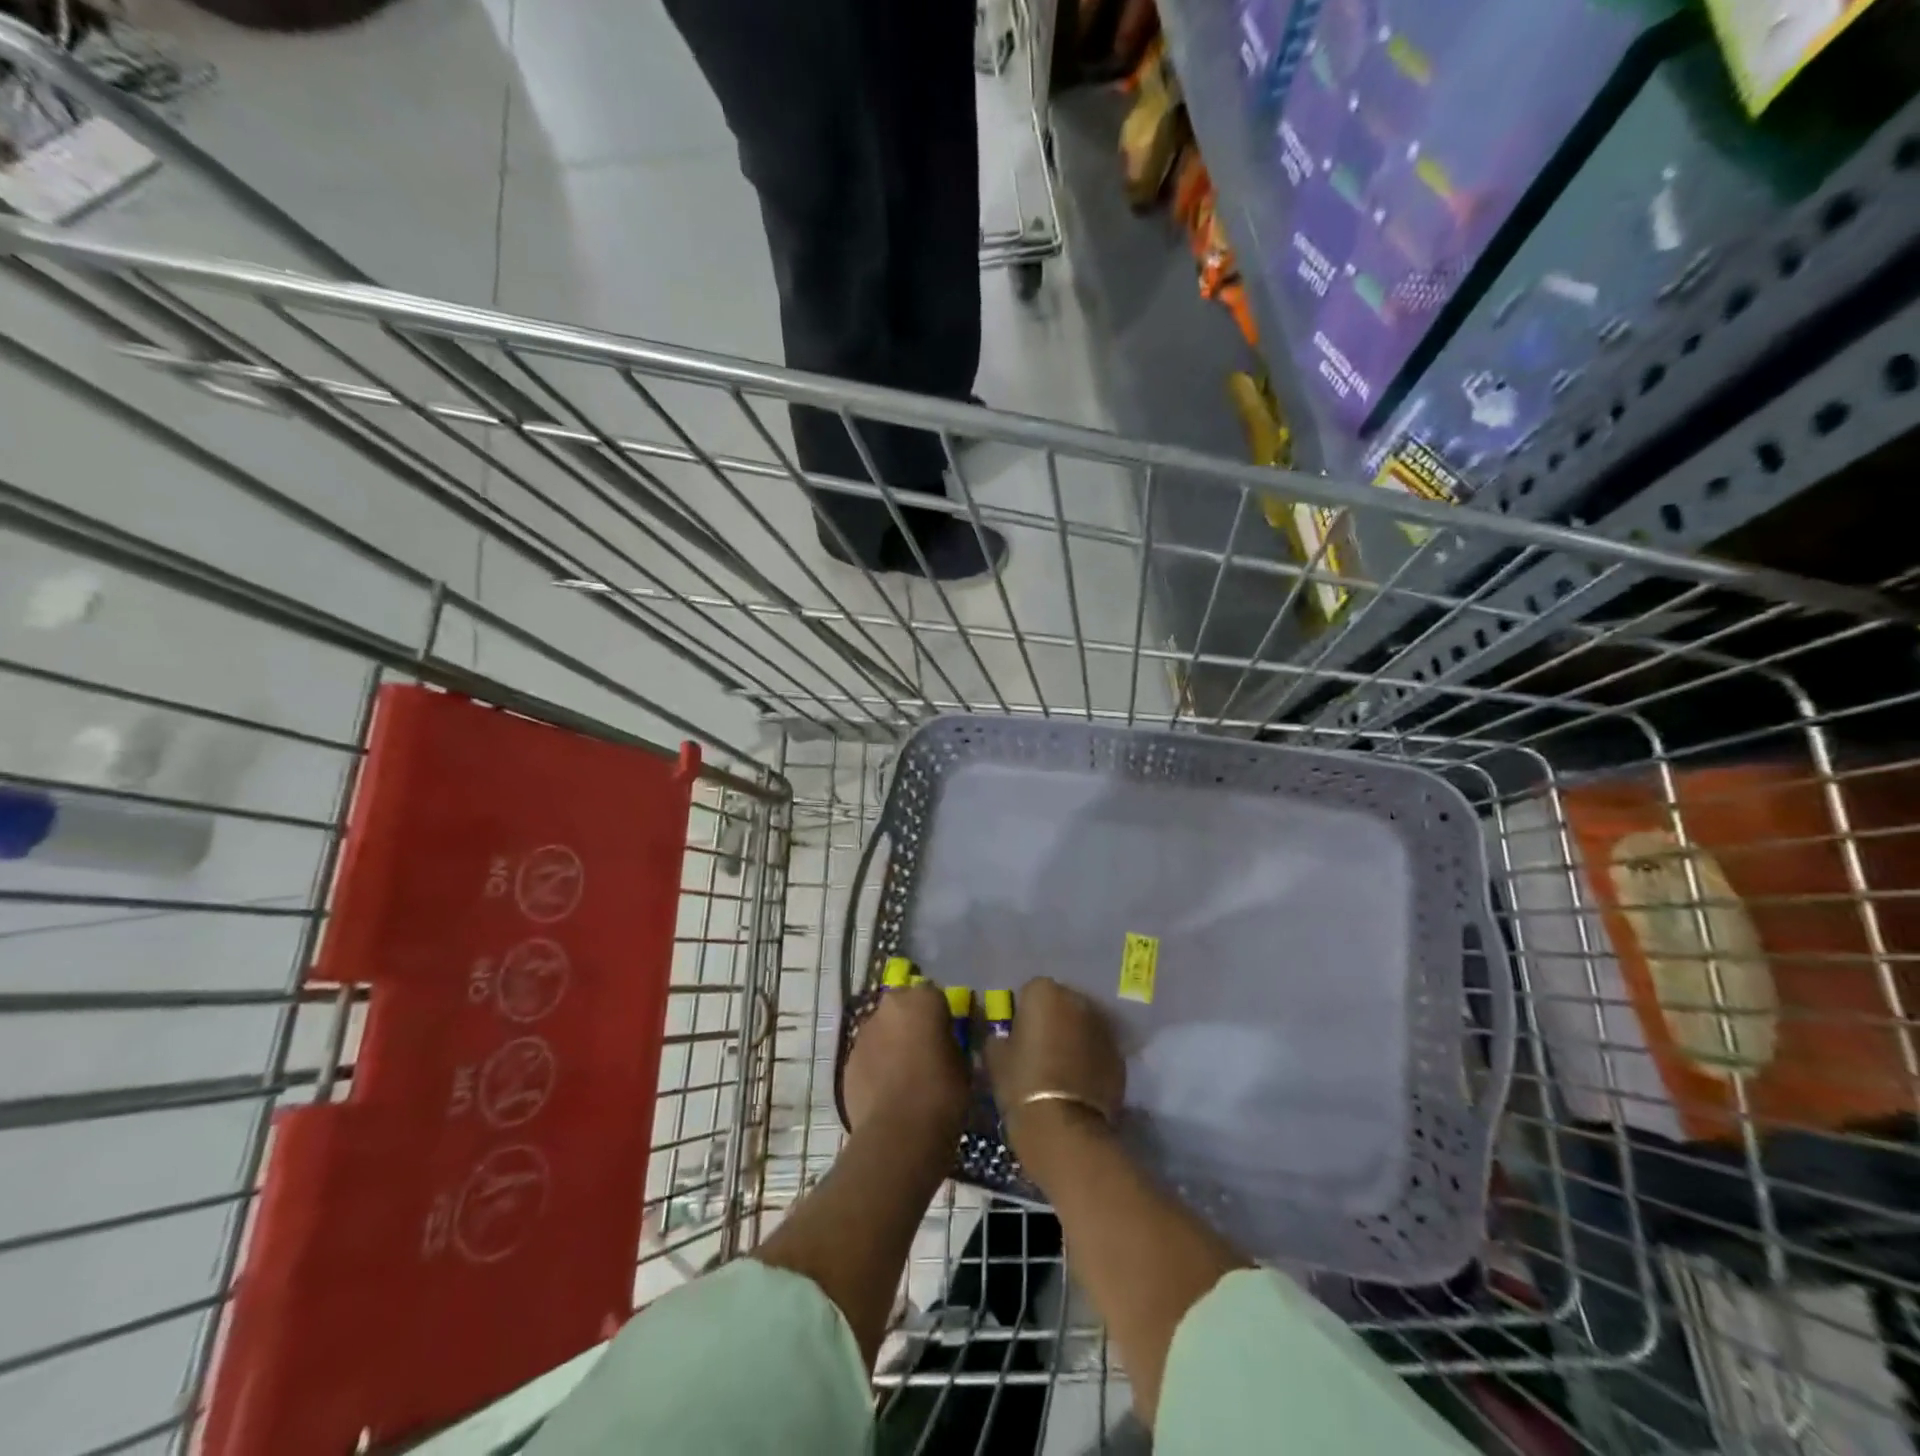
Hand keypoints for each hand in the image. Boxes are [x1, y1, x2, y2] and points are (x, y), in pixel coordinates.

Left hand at [843, 983, 969, 1143]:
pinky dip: (876, 1067)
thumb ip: (950, 1043)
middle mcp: (888, 1007)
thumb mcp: (962, 1064)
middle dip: (911, 1024)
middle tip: (924, 1052)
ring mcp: (863, 1033)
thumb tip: (943, 1044)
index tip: (947, 1036)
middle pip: (902, 1007)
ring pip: (881, 1031)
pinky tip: (887, 1093)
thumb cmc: (942, 1093)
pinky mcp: (848, 1061)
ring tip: (905, 1077)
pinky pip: (868, 1057)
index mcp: (922, 999)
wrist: (899, 1134)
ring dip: (891, 1044)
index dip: (941, 1016)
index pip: (934, 996)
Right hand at [984, 978, 1125, 1157]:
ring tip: (1061, 1067)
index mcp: (1044, 992)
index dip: (1023, 1013)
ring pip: (1083, 1024)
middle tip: (1039, 1048)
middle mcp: (1077, 1000)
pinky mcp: (1119, 1054)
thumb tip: (1002, 1037)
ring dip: (1073, 1037)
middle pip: (1061, 1003)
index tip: (1018, 1035)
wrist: (1065, 1127)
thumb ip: (998, 1037)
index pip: (1030, 991)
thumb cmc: (1022, 1084)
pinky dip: (1090, 1057)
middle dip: (1052, 1019)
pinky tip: (1078, 1081)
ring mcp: (1103, 1026)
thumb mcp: (995, 1058)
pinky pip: (1098, 1048)